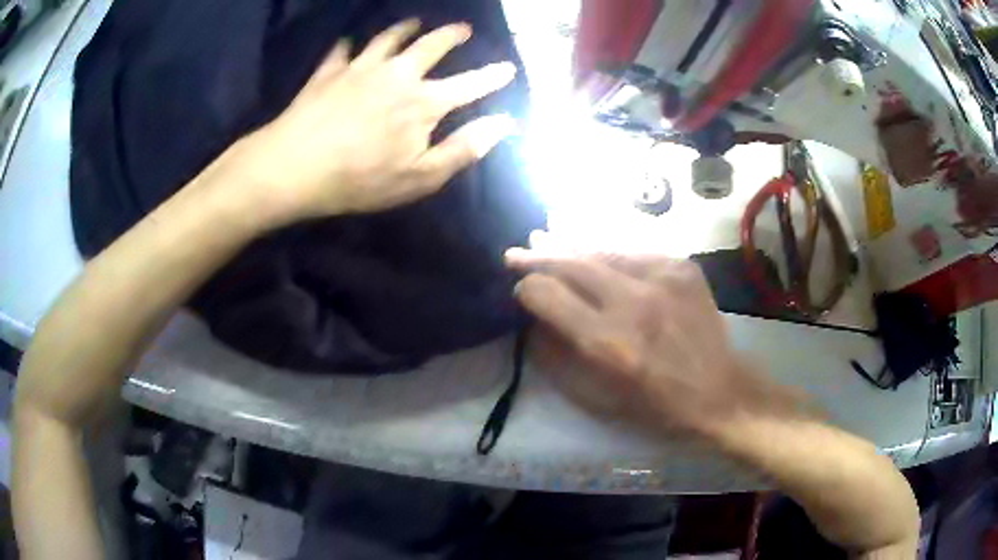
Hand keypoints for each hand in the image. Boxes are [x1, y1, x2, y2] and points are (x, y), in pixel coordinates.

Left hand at [229, 20, 518, 224]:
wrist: (294, 167)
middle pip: (430, 45)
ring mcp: (360, 69)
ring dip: (404, 29)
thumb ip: (464, 149)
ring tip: (413, 23)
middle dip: (451, 35)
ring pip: (388, 38)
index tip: (508, 67)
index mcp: (423, 102)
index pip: (470, 84)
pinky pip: (341, 52)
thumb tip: (503, 124)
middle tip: (462, 29)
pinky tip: (348, 45)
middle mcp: (397, 74)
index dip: (492, 76)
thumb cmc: (361, 179)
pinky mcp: (328, 73)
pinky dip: (347, 47)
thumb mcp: (420, 177)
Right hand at [506, 234, 804, 438]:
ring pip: (602, 249)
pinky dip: (609, 254)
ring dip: (570, 246)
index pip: (547, 294)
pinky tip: (596, 254)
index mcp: (608, 342)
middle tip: (516, 252)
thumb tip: (532, 321)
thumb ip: (556, 358)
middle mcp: (633, 302)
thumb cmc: (655, 406)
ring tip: (545, 237)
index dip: (526, 290)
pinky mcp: (682, 267)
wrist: (720, 392)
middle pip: (571, 262)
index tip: (521, 292)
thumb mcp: (595, 399)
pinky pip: (634, 252)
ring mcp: (663, 277)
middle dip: (538, 256)